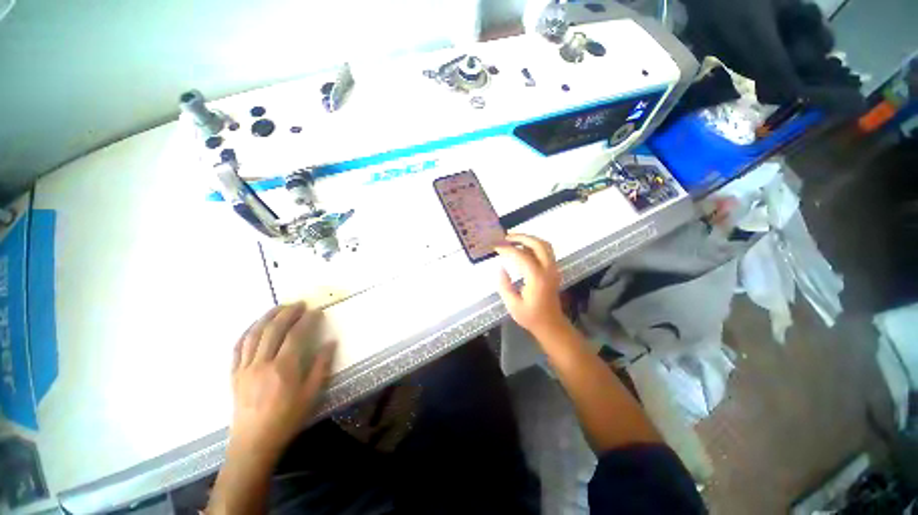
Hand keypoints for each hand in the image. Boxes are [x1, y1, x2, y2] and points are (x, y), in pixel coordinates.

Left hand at [229, 302, 335, 461]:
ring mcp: (245, 368)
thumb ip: (321, 366)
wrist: (254, 443)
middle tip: (300, 304)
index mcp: (283, 368)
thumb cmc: (287, 418)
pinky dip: (247, 332)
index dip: (307, 320)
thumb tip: (331, 343)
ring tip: (279, 307)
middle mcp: (262, 363)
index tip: (316, 311)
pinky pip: (238, 348)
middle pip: (273, 329)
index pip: (295, 335)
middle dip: (288, 312)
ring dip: (267, 317)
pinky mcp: (234, 374)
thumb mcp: (312, 394)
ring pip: (253, 334)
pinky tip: (255, 326)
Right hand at [495, 234, 568, 337]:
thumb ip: (504, 285)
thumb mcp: (512, 304)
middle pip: (538, 244)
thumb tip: (500, 267)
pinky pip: (546, 251)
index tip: (496, 246)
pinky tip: (523, 249)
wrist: (551, 325)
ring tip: (514, 240)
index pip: (521, 255)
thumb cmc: (530, 316)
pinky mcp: (554, 271)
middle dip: (521, 237)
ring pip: (545, 245)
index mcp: (537, 278)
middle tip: (506, 237)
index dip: (507, 249)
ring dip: (529, 239)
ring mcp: (553, 269)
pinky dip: (534, 245)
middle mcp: (548, 270)